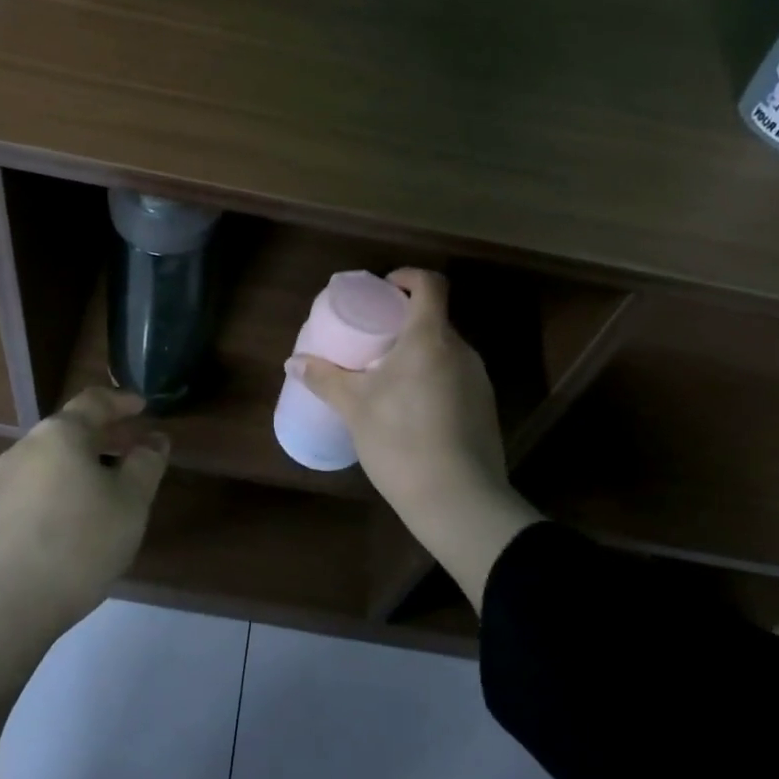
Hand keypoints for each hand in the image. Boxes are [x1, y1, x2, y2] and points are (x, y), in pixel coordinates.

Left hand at [0, 386, 169, 635]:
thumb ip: (146, 465)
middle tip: (132, 450)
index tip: (143, 406)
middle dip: (104, 437)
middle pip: (69, 431)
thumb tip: (154, 440)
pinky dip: (59, 492)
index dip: (121, 402)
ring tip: (106, 492)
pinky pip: (32, 490)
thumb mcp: (129, 505)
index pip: (94, 401)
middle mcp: (24, 449)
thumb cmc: (75, 546)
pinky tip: (71, 524)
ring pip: (50, 462)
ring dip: (81, 467)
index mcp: (60, 435)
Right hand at [288, 269, 540, 611]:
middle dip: (405, 323)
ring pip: (445, 351)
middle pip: (435, 319)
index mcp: (430, 338)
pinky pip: (455, 378)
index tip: (383, 292)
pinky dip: (433, 380)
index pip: (430, 284)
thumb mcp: (354, 406)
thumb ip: (324, 378)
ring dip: (418, 354)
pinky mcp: (485, 409)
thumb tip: (293, 362)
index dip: (407, 278)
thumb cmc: (400, 440)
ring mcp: (478, 381)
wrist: (458, 499)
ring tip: (388, 378)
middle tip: (374, 341)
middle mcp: (461, 351)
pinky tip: (411, 411)